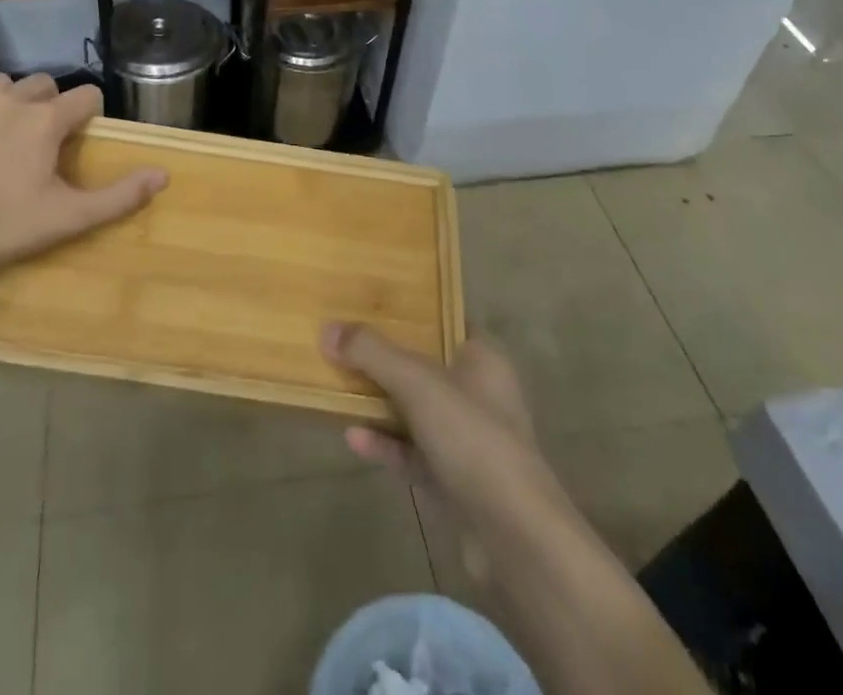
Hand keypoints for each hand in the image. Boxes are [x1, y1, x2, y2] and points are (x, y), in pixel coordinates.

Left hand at [0, 73, 165, 284]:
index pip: (86, 95)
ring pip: (4, 85)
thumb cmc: (1, 224)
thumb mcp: (67, 217)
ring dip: (15, 100)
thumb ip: (119, 196)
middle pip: (45, 83)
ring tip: (13, 135)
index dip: (93, 113)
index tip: (86, 139)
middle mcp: (11, 101)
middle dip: (54, 103)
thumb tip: (163, 175)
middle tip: (50, 141)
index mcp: (45, 119)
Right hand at [323, 323, 568, 581]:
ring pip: (416, 411)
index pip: (445, 320)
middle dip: (384, 358)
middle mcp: (478, 393)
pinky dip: (385, 444)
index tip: (370, 302)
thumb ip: (372, 354)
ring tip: (338, 389)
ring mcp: (467, 440)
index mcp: (482, 358)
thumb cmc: (473, 438)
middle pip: (424, 365)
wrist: (515, 539)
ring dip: (380, 403)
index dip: (411, 310)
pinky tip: (353, 439)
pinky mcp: (454, 481)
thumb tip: (328, 329)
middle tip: (343, 343)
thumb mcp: (419, 383)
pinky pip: (413, 453)